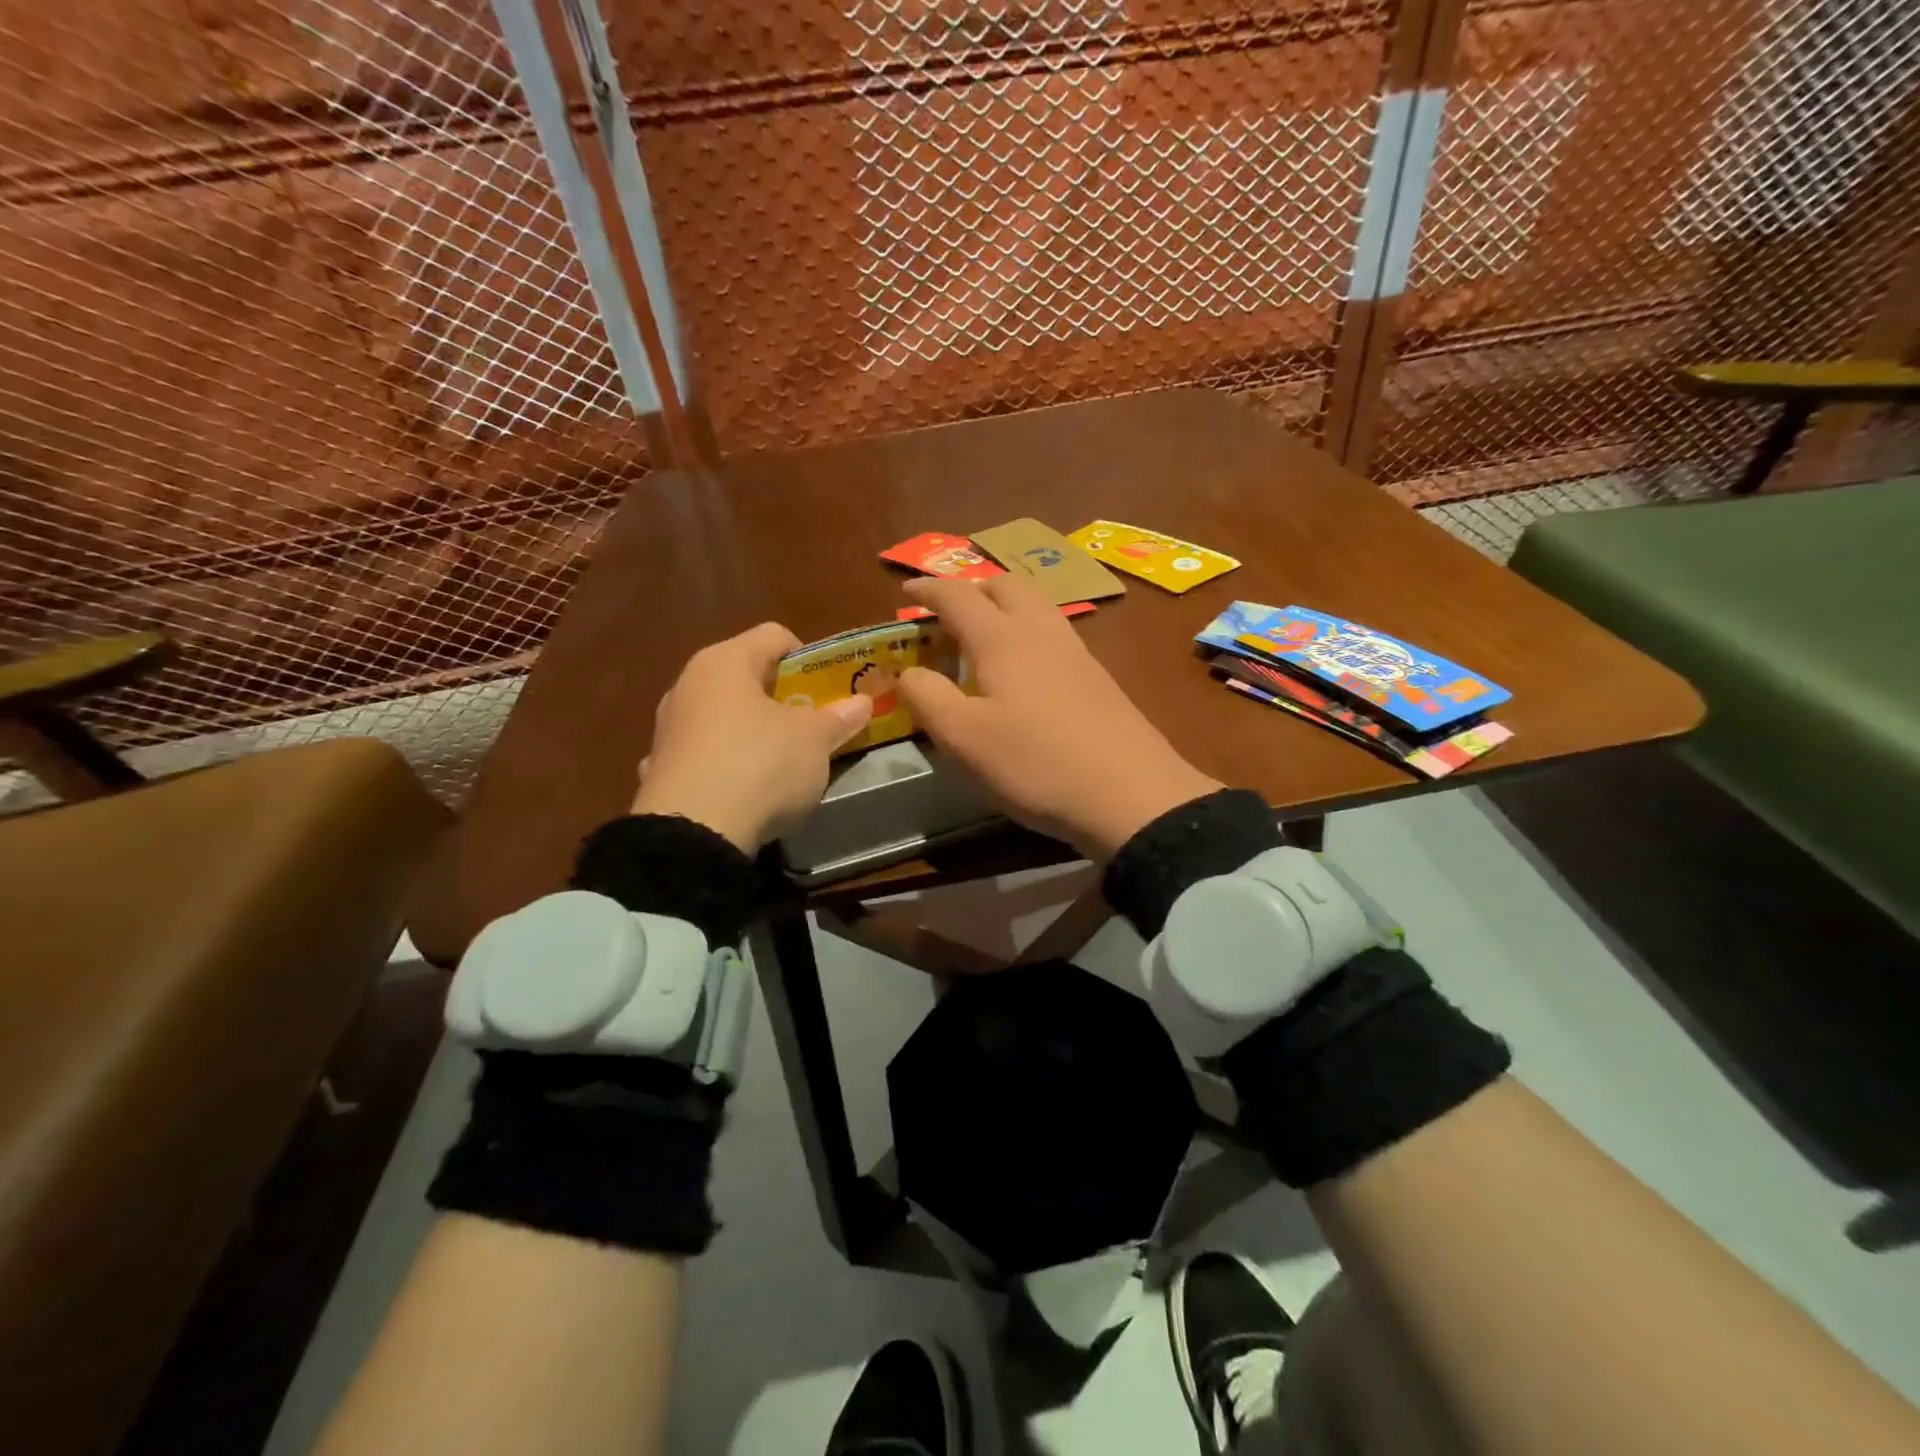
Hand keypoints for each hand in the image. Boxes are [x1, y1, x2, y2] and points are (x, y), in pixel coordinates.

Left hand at [632, 622, 872, 852]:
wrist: (693, 834)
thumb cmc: (760, 765)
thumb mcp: (814, 740)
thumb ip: (839, 717)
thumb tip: (862, 702)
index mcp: (724, 662)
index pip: (775, 636)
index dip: (809, 656)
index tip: (829, 690)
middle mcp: (688, 685)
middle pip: (746, 676)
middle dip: (782, 697)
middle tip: (812, 724)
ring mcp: (668, 729)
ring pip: (722, 715)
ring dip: (751, 729)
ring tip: (779, 760)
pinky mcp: (659, 769)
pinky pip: (702, 754)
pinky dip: (723, 761)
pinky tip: (740, 787)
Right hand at [897, 576, 1222, 858]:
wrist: (1131, 794)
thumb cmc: (1037, 764)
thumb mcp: (964, 740)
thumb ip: (928, 698)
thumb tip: (909, 672)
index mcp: (1003, 639)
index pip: (958, 595)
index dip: (928, 590)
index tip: (906, 592)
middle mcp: (1042, 632)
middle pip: (1006, 585)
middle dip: (972, 588)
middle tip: (947, 613)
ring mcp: (1077, 653)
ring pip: (1036, 606)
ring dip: (1004, 607)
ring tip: (982, 637)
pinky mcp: (1098, 678)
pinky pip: (1054, 634)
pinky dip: (1027, 632)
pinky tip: (1024, 670)